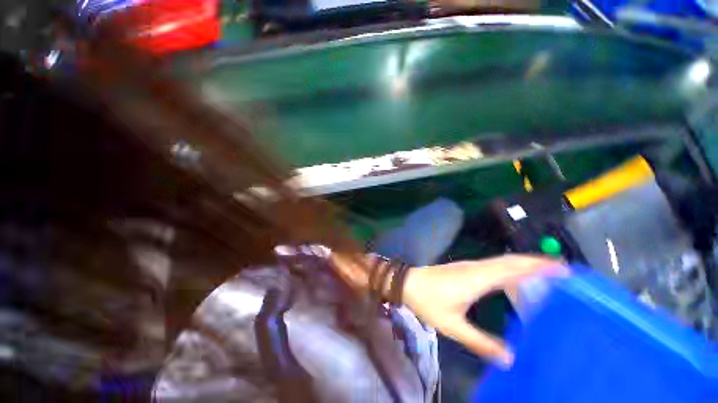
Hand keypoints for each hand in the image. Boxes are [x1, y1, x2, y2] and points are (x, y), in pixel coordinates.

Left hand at [401, 255, 565, 366]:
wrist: (408, 283)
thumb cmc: (428, 301)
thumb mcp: (454, 326)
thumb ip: (481, 342)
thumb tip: (511, 359)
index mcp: (477, 279)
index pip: (513, 268)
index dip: (537, 267)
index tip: (562, 269)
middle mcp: (477, 268)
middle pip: (510, 261)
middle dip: (536, 263)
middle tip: (562, 272)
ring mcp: (470, 266)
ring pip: (501, 261)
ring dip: (523, 264)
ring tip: (545, 275)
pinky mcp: (465, 269)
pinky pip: (493, 265)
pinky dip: (509, 268)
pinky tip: (514, 279)